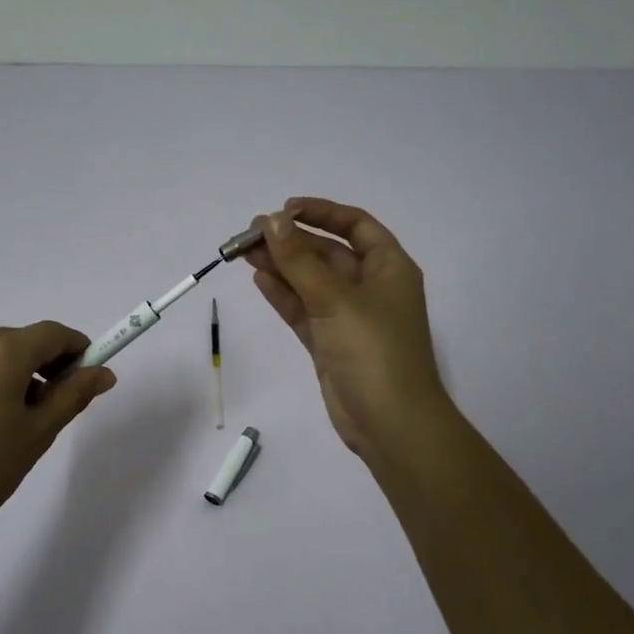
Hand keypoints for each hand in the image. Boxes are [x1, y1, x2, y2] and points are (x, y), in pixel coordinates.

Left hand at [0, 322, 115, 554]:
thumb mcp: (38, 434)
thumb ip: (73, 395)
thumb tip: (103, 372)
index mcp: (1, 353)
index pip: (52, 333)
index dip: (77, 349)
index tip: (88, 375)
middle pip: (21, 340)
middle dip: (44, 364)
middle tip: (53, 406)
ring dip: (13, 372)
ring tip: (14, 419)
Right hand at [244, 197, 454, 463]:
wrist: (390, 423)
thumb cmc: (373, 351)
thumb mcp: (335, 299)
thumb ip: (299, 260)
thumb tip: (271, 220)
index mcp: (389, 267)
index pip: (356, 225)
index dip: (321, 212)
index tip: (284, 210)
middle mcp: (371, 287)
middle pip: (327, 252)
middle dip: (290, 241)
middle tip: (248, 234)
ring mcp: (349, 317)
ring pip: (310, 282)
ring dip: (281, 266)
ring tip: (243, 252)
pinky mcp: (330, 342)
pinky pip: (303, 309)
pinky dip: (283, 295)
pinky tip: (259, 279)